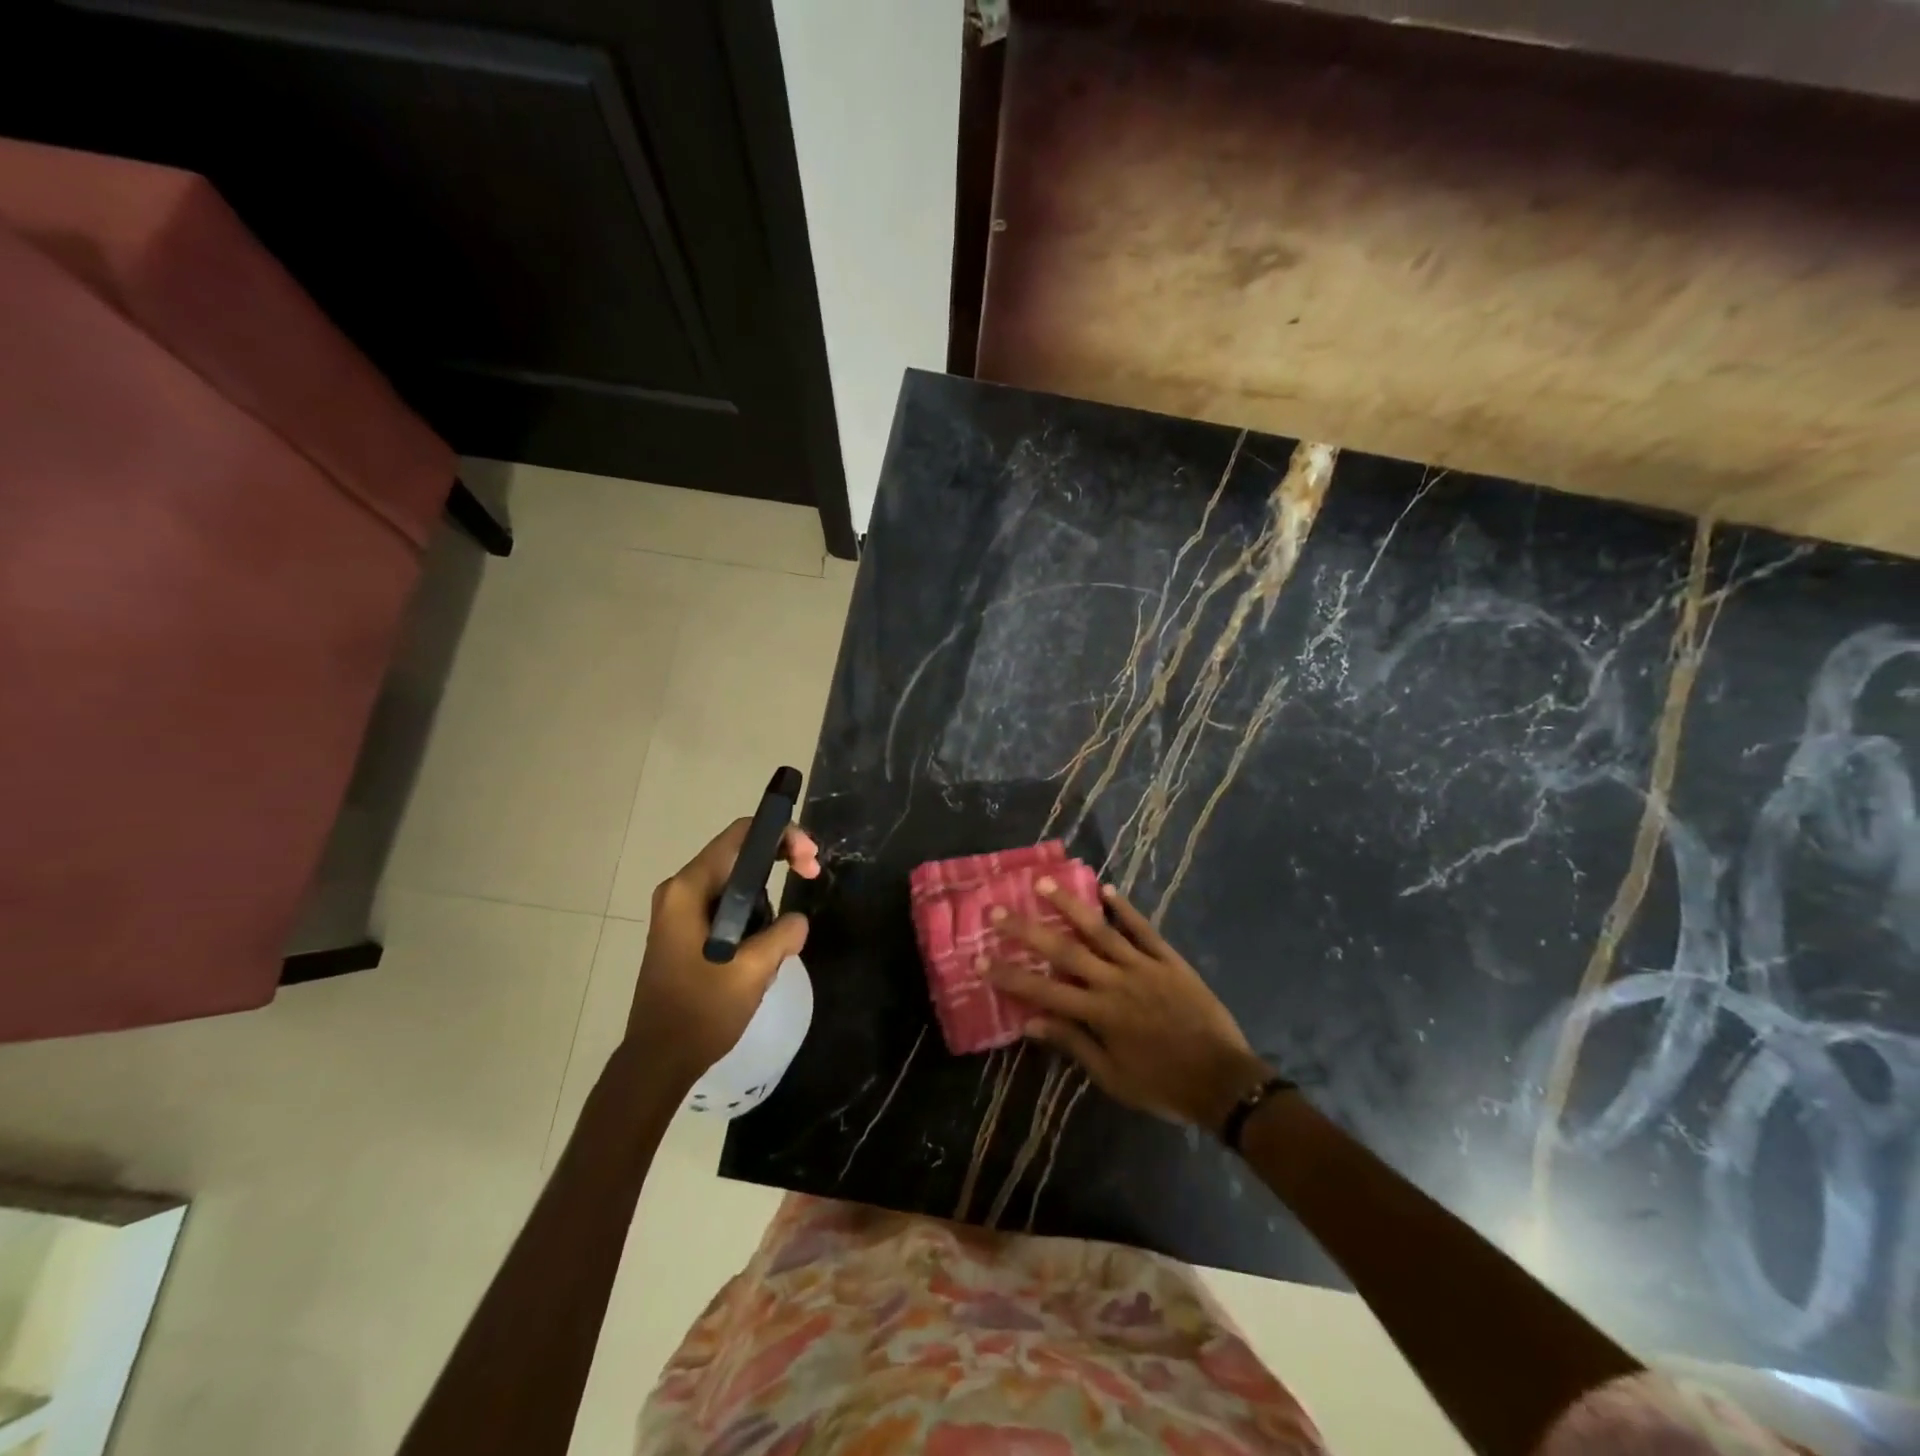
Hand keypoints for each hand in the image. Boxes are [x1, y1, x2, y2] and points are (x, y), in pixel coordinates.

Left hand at [630, 818, 820, 1082]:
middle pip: (738, 854)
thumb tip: (797, 920)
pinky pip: (725, 905)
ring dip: (766, 894)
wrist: (658, 1060)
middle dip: (779, 860)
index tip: (811, 861)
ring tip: (786, 926)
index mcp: (689, 889)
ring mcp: (678, 912)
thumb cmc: (702, 1011)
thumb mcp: (753, 970)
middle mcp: (679, 890)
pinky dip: (751, 913)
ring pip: (734, 882)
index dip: (782, 836)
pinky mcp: (683, 932)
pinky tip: (765, 943)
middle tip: (812, 875)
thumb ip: (784, 933)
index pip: (741, 835)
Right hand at [986, 880, 1269, 1128]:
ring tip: (1043, 882)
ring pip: (1100, 929)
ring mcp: (1144, 966)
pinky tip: (1107, 889)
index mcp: (1099, 1014)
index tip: (979, 959)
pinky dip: (1125, 909)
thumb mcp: (1112, 1077)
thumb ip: (1073, 1043)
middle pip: (1064, 949)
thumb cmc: (1163, 1085)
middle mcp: (1115, 982)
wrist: (1224, 1082)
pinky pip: (1144, 929)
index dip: (1009, 975)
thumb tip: (1031, 1023)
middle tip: (998, 910)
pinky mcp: (1169, 960)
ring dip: (1070, 904)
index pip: (1043, 990)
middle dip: (1027, 930)